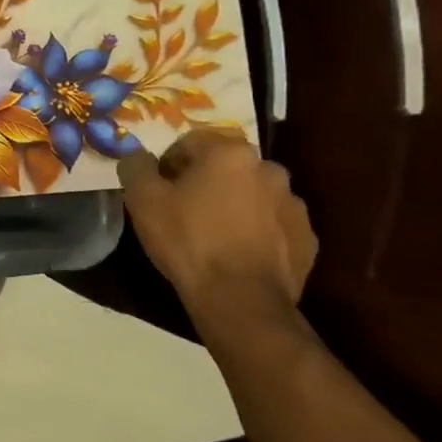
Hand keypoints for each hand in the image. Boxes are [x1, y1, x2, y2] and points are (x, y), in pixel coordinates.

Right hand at [120, 130, 315, 307]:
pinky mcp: (306, 238)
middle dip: (205, 181)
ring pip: (252, 194)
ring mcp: (294, 204)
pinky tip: (236, 253)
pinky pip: (273, 224)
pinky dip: (256, 231)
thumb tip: (137, 155)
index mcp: (230, 153)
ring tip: (212, 234)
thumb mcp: (142, 199)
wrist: (240, 299)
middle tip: (183, 210)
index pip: (191, 142)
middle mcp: (268, 169)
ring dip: (233, 204)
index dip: (169, 164)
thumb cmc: (187, 240)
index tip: (158, 189)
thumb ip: (135, 166)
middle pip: (226, 166)